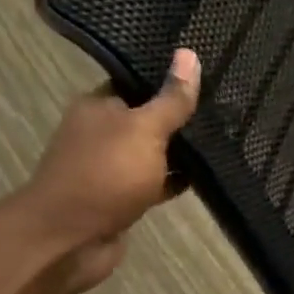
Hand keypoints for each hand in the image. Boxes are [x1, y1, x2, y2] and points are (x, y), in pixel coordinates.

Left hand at [18, 49, 200, 293]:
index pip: (137, 85)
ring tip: (221, 143)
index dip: (169, 82)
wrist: (71, 239)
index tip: (207, 80)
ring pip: (152, 154)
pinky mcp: (122, 200)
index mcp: (99, 107)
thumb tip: (190, 54)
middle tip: (222, 112)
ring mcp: (110, 169)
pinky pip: (154, 183)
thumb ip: (171, 100)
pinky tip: (203, 180)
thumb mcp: (145, 130)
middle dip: (179, 119)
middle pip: (146, 119)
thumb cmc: (106, 175)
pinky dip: (174, 181)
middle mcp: (101, 134)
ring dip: (179, 153)